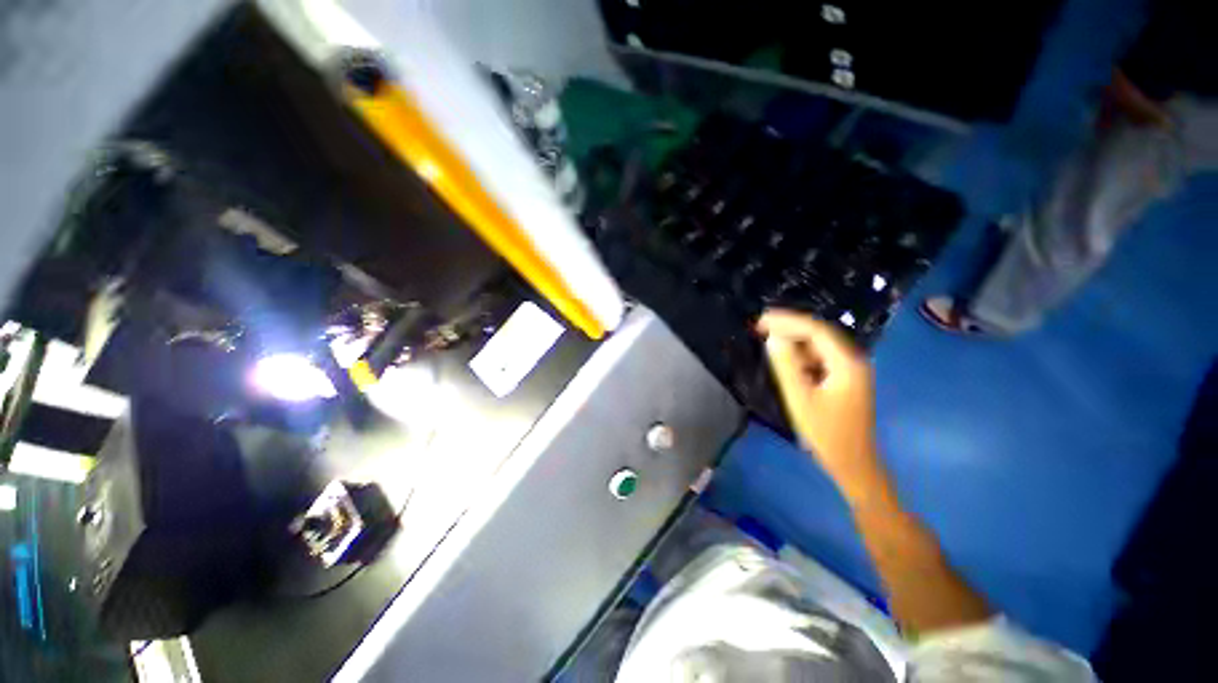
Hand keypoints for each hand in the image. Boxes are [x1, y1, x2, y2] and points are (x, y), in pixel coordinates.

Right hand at [757, 310, 879, 495]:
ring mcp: (850, 370)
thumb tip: (773, 338)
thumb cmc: (826, 433)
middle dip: (789, 327)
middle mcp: (853, 360)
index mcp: (847, 363)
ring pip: (819, 345)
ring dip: (794, 340)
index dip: (787, 321)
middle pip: (819, 334)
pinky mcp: (844, 379)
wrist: (852, 462)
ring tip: (767, 339)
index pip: (816, 330)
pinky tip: (785, 359)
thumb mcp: (800, 398)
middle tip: (760, 326)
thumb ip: (786, 366)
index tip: (761, 320)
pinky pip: (820, 358)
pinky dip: (801, 355)